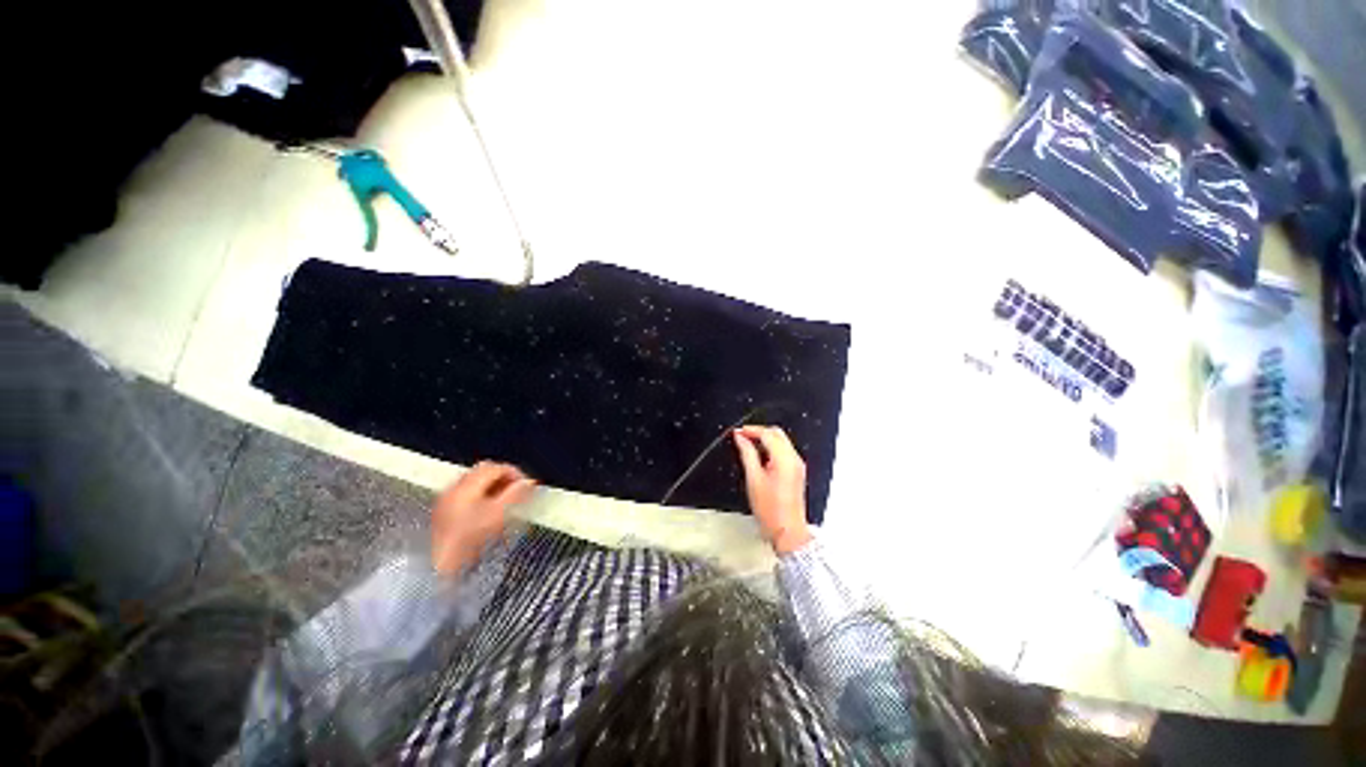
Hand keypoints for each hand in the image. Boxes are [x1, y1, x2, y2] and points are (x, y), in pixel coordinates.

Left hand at [431, 461, 535, 574]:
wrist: (436, 569)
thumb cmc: (468, 543)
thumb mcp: (498, 516)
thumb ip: (515, 495)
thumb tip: (528, 482)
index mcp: (466, 486)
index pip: (496, 467)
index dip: (515, 473)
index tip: (527, 485)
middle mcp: (453, 488)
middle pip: (483, 471)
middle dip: (503, 477)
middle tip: (518, 490)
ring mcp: (445, 500)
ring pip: (474, 482)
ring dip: (492, 486)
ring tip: (505, 501)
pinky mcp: (442, 513)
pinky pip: (465, 494)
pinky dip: (480, 495)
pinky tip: (487, 511)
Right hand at [732, 426, 812, 554]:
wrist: (787, 530)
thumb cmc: (770, 509)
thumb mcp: (753, 478)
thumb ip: (747, 454)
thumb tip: (740, 438)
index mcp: (784, 459)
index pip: (767, 434)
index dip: (751, 430)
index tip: (737, 432)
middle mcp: (794, 459)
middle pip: (777, 434)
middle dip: (759, 432)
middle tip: (742, 436)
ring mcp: (797, 465)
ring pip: (781, 441)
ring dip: (765, 439)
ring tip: (747, 445)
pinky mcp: (797, 471)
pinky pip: (784, 451)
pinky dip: (771, 448)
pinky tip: (759, 455)